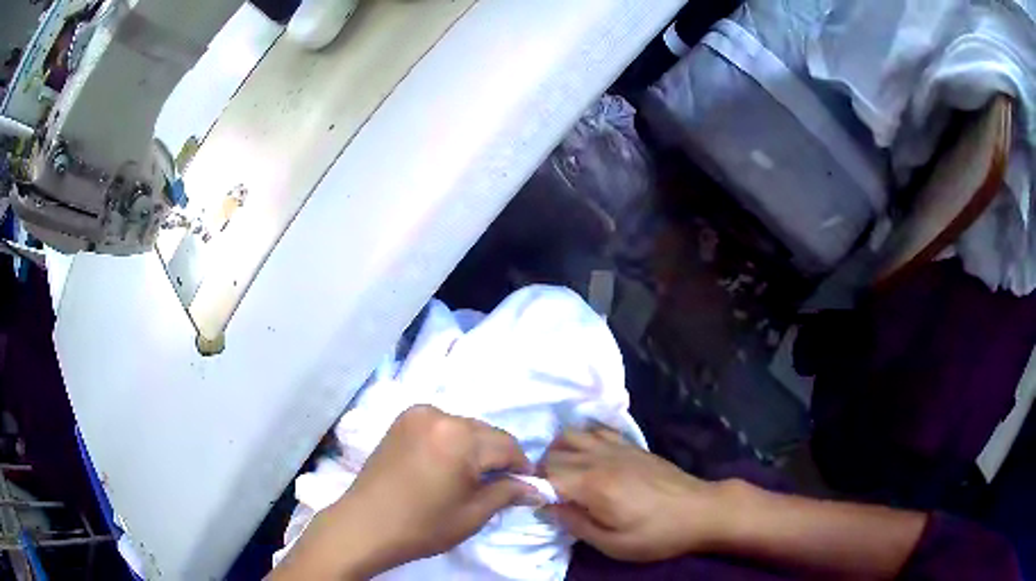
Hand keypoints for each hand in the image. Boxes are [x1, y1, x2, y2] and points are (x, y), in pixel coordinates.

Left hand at [271, 405, 535, 579]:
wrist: (365, 525)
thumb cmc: (422, 525)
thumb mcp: (473, 514)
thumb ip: (508, 493)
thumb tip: (537, 488)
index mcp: (460, 436)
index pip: (508, 446)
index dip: (522, 467)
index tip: (526, 486)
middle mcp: (440, 414)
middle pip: (486, 433)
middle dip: (498, 458)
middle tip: (501, 486)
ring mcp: (417, 414)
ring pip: (464, 428)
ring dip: (475, 449)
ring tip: (471, 478)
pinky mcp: (402, 421)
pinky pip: (441, 426)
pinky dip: (452, 442)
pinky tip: (447, 466)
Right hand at [543, 426, 728, 561]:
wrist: (701, 510)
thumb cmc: (657, 534)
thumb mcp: (614, 544)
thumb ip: (575, 524)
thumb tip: (546, 508)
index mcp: (593, 484)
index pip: (545, 474)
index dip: (533, 488)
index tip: (535, 505)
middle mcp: (600, 458)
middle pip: (553, 452)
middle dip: (541, 471)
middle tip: (548, 495)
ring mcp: (616, 447)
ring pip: (570, 434)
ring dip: (558, 451)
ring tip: (563, 474)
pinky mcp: (631, 444)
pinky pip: (595, 430)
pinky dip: (582, 438)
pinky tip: (588, 457)